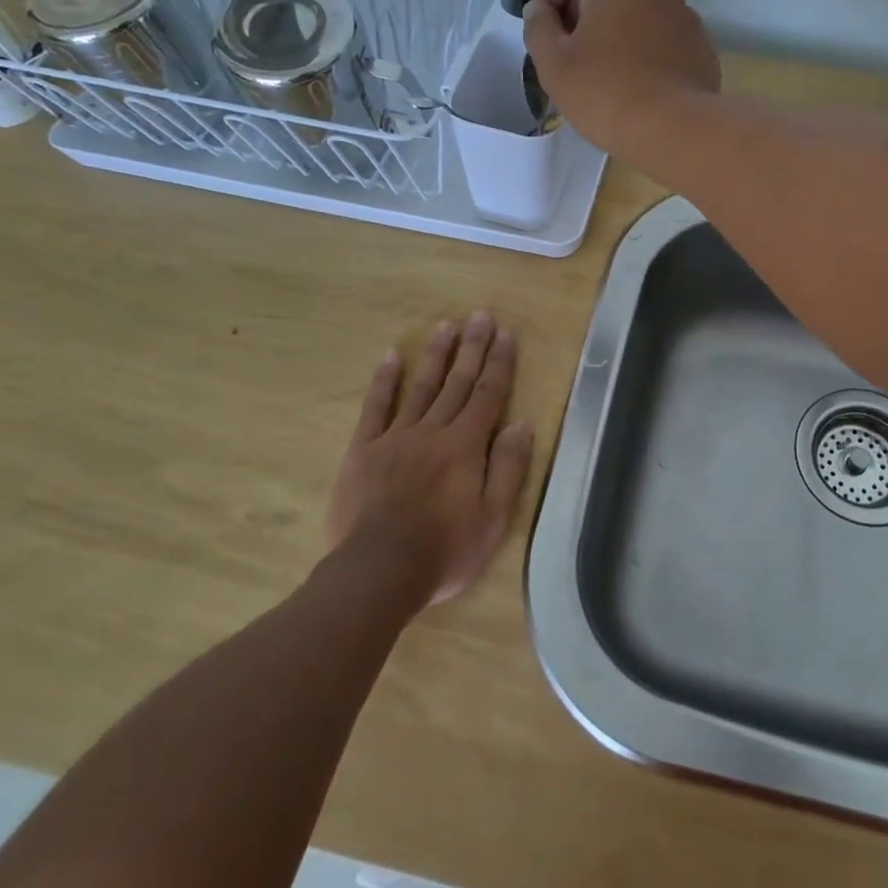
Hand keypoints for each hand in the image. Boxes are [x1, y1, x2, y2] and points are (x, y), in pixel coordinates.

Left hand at [324, 312, 533, 605]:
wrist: (378, 571)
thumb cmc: (445, 550)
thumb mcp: (493, 519)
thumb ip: (508, 468)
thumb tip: (523, 424)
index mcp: (466, 446)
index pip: (488, 394)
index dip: (499, 363)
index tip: (506, 334)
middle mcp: (434, 431)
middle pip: (458, 382)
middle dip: (472, 347)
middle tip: (480, 315)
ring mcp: (396, 437)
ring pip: (421, 386)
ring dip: (436, 355)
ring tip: (446, 326)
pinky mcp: (364, 450)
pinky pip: (376, 407)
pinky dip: (385, 380)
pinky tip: (392, 356)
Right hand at [523, 0, 720, 154]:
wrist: (677, 131)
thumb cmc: (606, 93)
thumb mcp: (554, 65)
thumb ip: (538, 28)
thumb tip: (541, 9)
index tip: (548, 25)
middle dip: (582, 7)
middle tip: (572, 52)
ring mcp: (683, 12)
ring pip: (637, 7)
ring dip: (615, 27)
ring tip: (607, 71)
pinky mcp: (700, 43)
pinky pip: (662, 33)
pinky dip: (644, 47)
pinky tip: (639, 83)